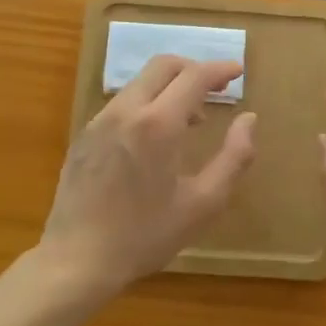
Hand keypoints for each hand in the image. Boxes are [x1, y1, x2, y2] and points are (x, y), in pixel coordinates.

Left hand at [38, 55, 256, 295]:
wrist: (76, 260)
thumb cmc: (145, 235)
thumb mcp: (203, 203)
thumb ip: (234, 157)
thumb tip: (249, 119)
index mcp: (158, 124)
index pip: (194, 76)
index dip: (220, 69)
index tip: (238, 71)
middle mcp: (126, 111)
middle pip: (163, 66)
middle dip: (193, 69)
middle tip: (216, 89)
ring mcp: (99, 121)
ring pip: (140, 83)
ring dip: (169, 88)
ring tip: (189, 121)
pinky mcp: (84, 136)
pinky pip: (122, 104)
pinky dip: (147, 104)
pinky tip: (153, 140)